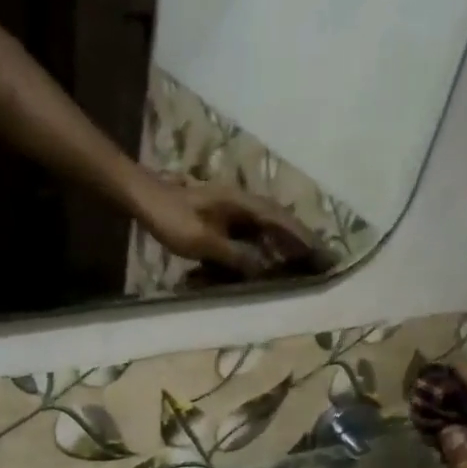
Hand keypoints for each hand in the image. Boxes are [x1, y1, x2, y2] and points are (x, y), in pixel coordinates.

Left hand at [132, 175, 333, 278]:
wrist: (146, 198)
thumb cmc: (173, 218)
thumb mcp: (204, 241)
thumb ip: (234, 255)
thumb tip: (262, 268)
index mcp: (242, 204)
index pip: (280, 221)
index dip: (301, 237)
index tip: (320, 250)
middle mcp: (241, 202)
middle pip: (277, 220)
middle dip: (298, 237)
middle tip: (318, 254)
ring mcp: (230, 208)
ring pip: (263, 224)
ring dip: (281, 238)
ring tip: (298, 256)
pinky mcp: (219, 216)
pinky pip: (248, 229)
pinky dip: (261, 240)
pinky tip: (263, 253)